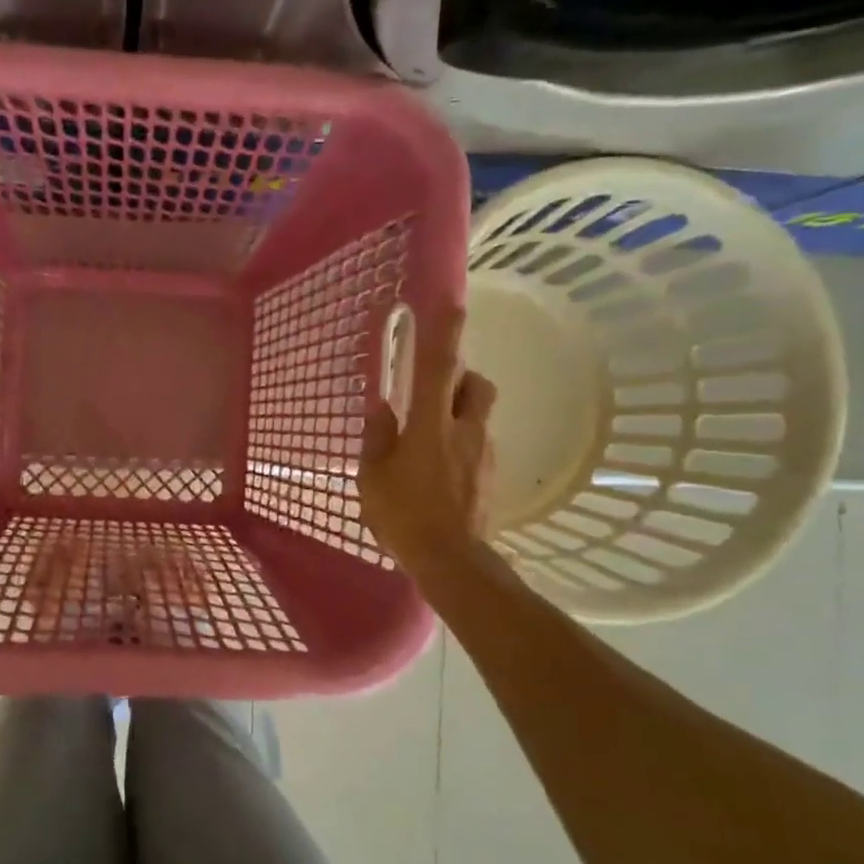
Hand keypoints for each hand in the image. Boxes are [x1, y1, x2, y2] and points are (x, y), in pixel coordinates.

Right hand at [357, 307, 497, 578]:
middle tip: (434, 389)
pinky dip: (462, 443)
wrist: (451, 560)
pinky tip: (440, 470)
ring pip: (480, 415)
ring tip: (431, 437)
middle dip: (461, 376)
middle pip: (476, 384)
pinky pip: (478, 444)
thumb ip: (378, 437)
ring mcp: (483, 453)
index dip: (446, 333)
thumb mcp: (373, 477)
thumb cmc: (403, 515)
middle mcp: (465, 430)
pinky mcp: (490, 475)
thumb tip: (382, 406)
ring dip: (461, 412)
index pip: (441, 367)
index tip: (451, 303)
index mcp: (431, 425)